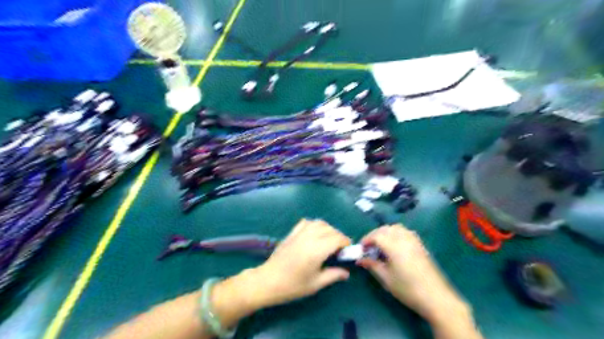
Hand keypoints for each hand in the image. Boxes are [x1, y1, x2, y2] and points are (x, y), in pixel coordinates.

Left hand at [253, 218, 351, 307]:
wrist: (268, 281)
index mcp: (317, 250)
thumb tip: (347, 272)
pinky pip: (306, 222)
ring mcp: (299, 233)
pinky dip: (314, 225)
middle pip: (330, 229)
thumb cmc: (293, 285)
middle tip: (340, 249)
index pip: (337, 238)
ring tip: (329, 240)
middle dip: (339, 236)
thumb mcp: (316, 284)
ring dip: (328, 229)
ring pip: (319, 223)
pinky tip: (315, 234)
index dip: (346, 242)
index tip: (349, 250)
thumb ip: (333, 275)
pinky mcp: (292, 233)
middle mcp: (310, 237)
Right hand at [354, 223, 468, 321]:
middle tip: (369, 246)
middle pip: (385, 229)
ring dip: (385, 232)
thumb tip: (360, 259)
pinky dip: (396, 233)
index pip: (376, 235)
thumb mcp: (386, 279)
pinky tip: (394, 245)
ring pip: (396, 228)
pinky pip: (405, 232)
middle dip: (374, 235)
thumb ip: (372, 265)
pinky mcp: (421, 245)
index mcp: (394, 246)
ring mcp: (414, 240)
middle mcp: (404, 238)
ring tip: (381, 244)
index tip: (361, 249)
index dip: (366, 240)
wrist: (436, 297)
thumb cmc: (408, 289)